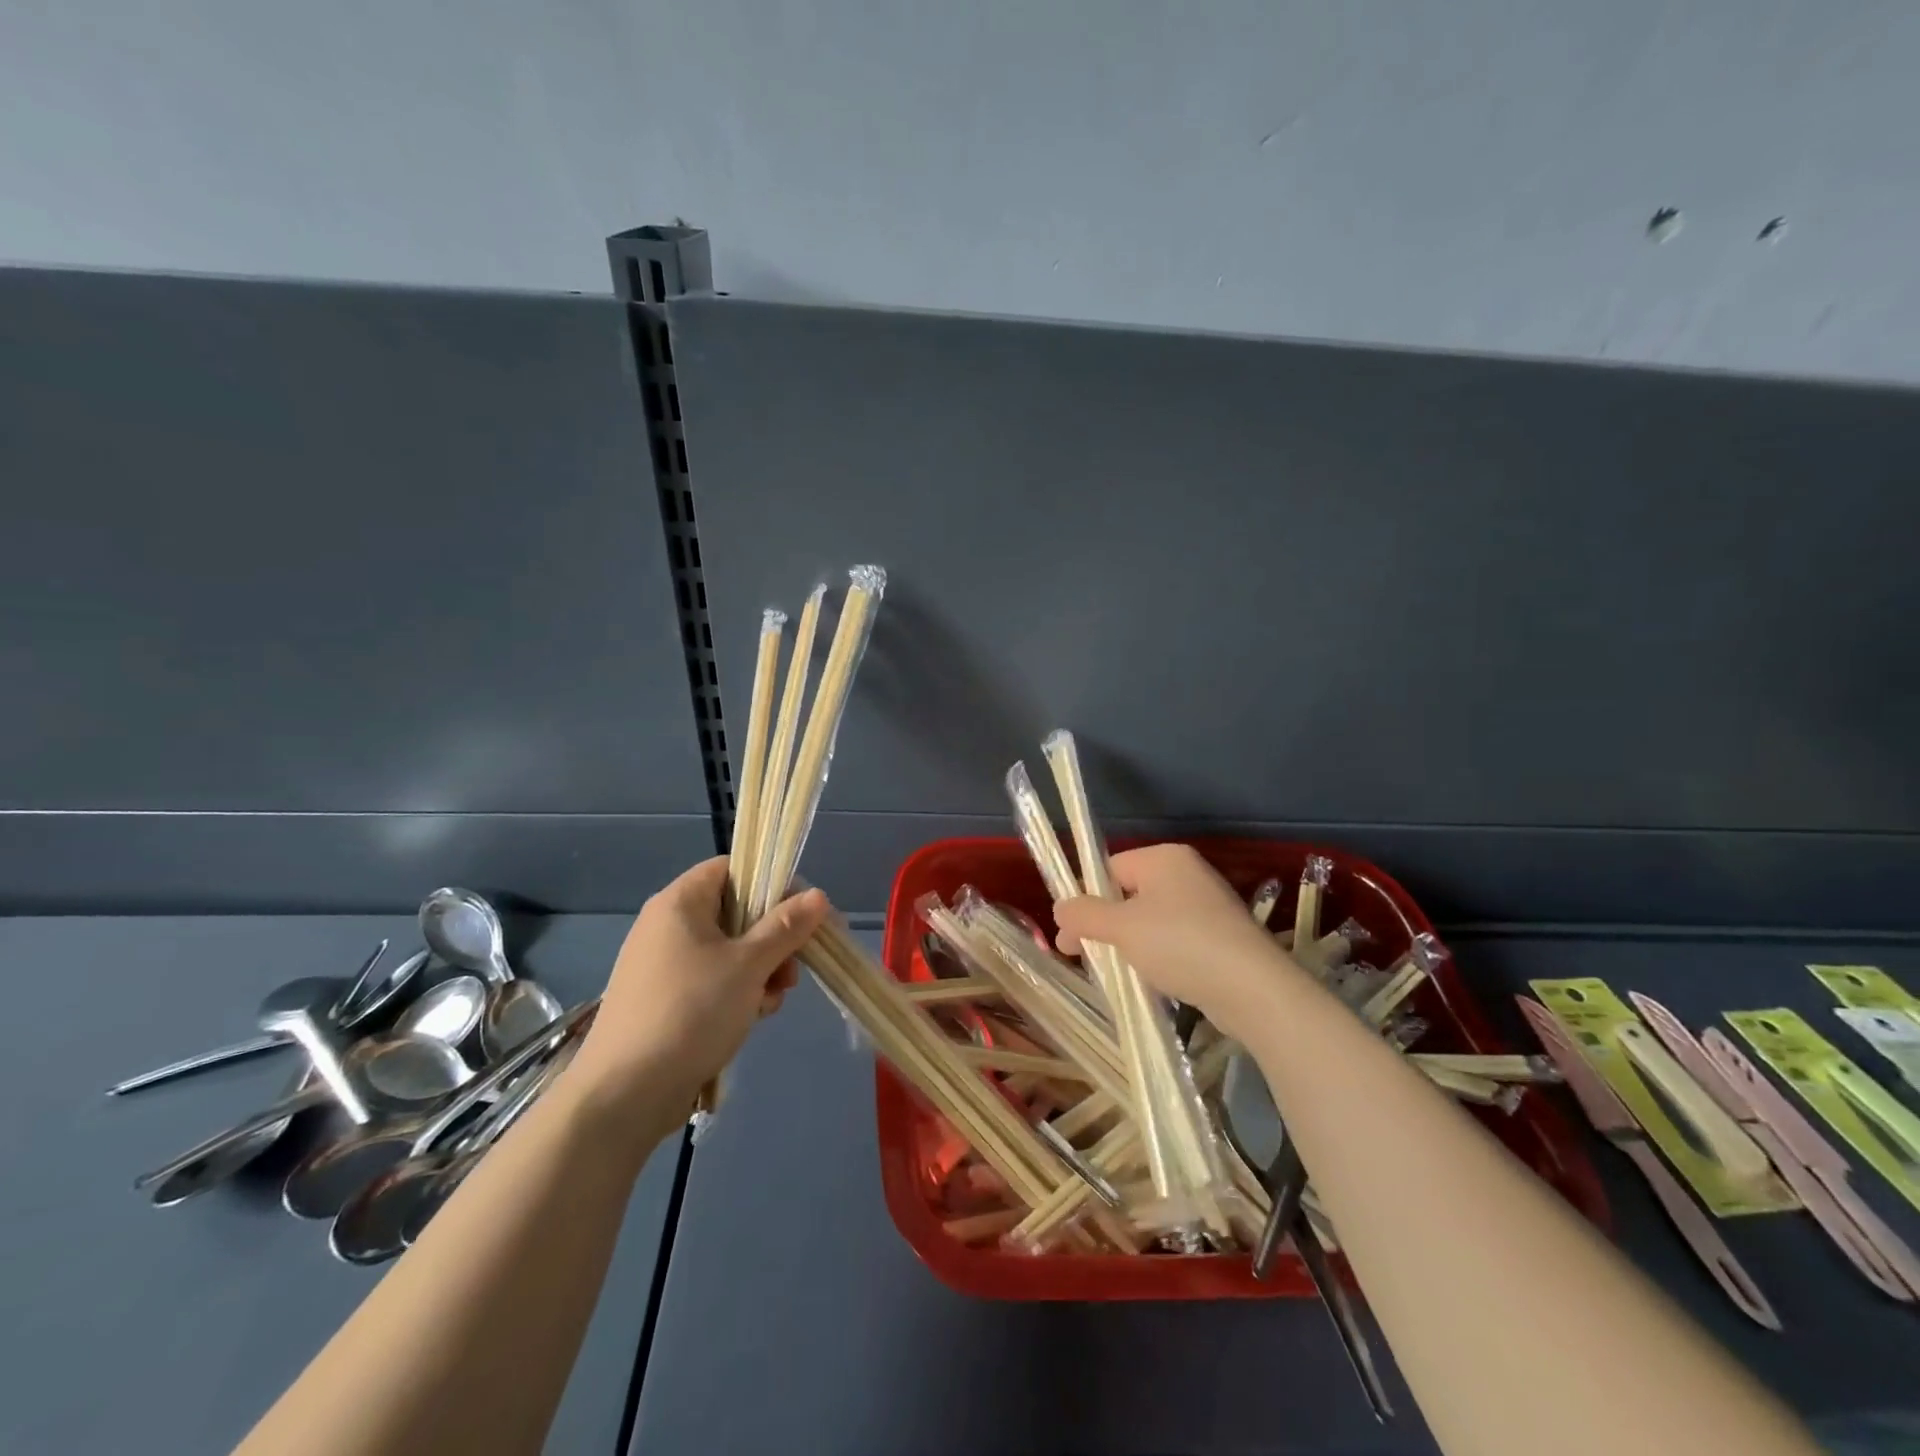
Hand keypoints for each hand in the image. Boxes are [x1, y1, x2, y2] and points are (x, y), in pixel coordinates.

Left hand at [567, 857, 830, 1112]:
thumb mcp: (749, 965)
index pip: (732, 869)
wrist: (623, 1095)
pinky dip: (737, 992)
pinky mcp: (664, 1000)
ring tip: (771, 1000)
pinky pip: (711, 980)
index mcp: (680, 902)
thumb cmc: (691, 1012)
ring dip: (760, 970)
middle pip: (736, 912)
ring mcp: (663, 964)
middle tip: (793, 968)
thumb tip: (818, 895)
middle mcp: (668, 925)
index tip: (803, 913)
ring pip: (729, 950)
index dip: (772, 883)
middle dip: (773, 939)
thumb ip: (786, 926)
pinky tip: (752, 1018)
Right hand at [1053, 843, 1304, 1042]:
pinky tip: (1151, 981)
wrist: (1253, 988)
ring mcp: (1207, 905)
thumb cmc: (1180, 944)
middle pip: (1128, 894)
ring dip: (1128, 945)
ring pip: (1150, 920)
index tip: (1070, 936)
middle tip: (1079, 957)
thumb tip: (1060, 908)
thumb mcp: (1121, 927)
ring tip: (1116, 974)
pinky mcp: (1221, 936)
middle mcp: (1187, 873)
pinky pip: (1175, 940)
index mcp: (1163, 857)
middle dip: (1103, 926)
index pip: (1109, 869)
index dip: (1085, 901)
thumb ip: (1084, 914)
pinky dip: (1157, 957)